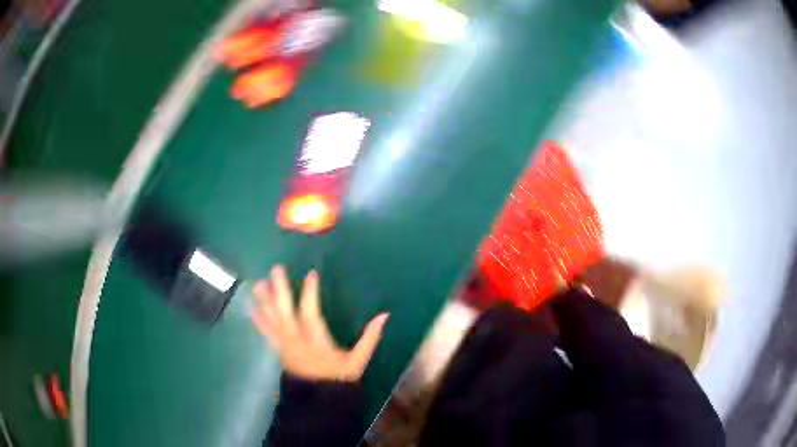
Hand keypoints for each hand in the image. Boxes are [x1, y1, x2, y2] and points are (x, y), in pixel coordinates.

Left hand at [249, 265, 388, 381]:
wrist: (320, 399)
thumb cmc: (340, 378)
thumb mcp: (358, 361)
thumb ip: (370, 338)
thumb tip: (384, 315)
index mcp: (316, 341)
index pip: (311, 313)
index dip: (310, 294)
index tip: (311, 274)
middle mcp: (296, 340)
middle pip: (285, 312)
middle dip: (280, 290)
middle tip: (276, 269)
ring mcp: (284, 345)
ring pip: (272, 320)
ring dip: (264, 301)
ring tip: (258, 283)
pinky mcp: (279, 349)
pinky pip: (266, 332)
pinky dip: (258, 319)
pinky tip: (250, 307)